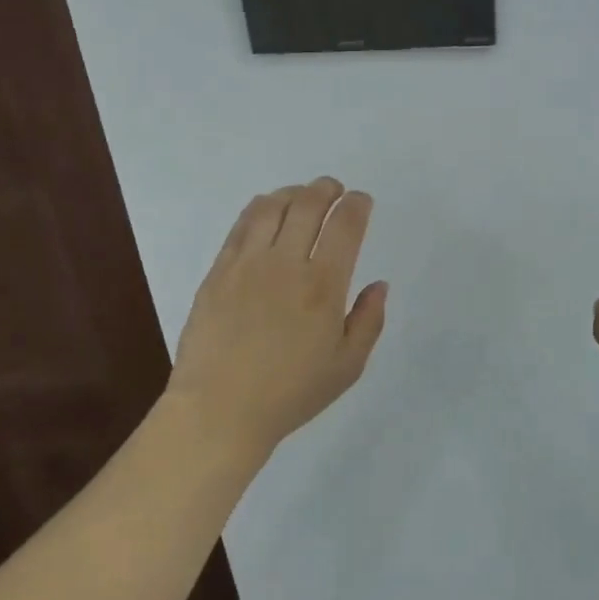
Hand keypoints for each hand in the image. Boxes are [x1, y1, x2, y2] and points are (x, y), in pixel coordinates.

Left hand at [169, 177, 387, 455]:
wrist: (219, 410)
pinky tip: (268, 209)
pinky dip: (260, 207)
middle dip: (327, 189)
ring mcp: (248, 263)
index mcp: (323, 286)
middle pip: (309, 205)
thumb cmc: (290, 393)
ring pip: (273, 206)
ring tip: (303, 195)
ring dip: (294, 192)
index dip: (357, 205)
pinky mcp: (220, 270)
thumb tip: (379, 284)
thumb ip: (369, 320)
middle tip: (335, 190)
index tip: (361, 200)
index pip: (345, 226)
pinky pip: (242, 224)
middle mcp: (286, 263)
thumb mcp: (347, 367)